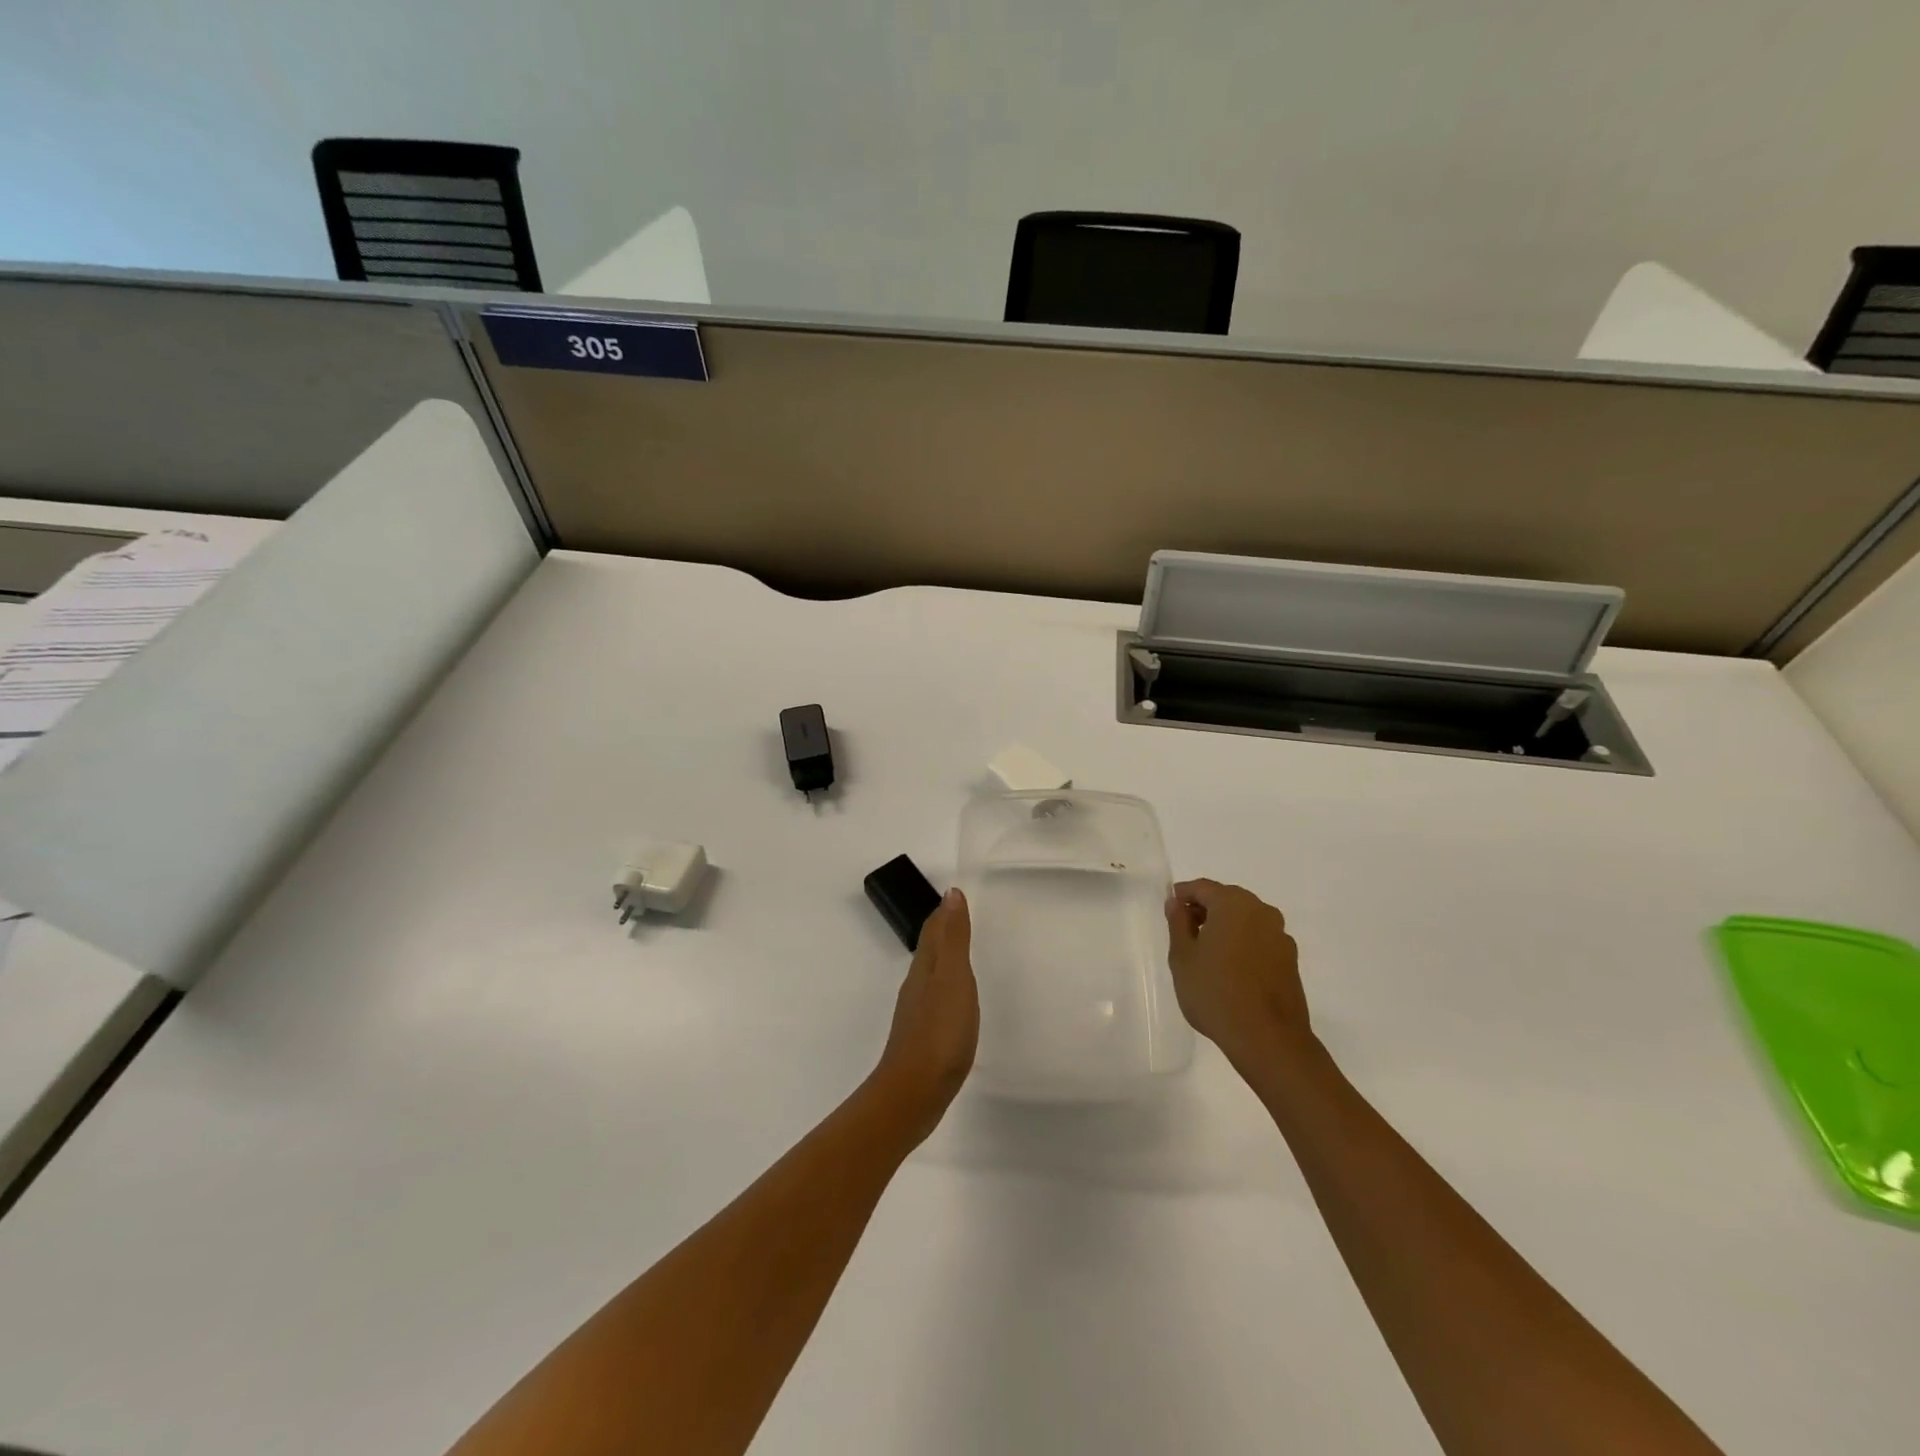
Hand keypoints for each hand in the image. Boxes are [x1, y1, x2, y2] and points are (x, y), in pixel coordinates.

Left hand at [869, 889, 978, 1141]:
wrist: (914, 1092)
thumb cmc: (939, 1032)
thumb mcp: (954, 979)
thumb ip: (954, 938)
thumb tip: (950, 894)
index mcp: (925, 968)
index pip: (933, 931)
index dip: (943, 912)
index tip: (955, 896)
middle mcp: (917, 985)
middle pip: (930, 950)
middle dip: (944, 931)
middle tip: (961, 917)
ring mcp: (917, 1013)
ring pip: (932, 975)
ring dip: (945, 959)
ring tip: (961, 952)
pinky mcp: (923, 1037)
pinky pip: (936, 1000)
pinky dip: (946, 988)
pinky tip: (954, 1001)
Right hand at [1165, 879, 1311, 1070]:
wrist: (1268, 1039)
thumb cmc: (1215, 992)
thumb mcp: (1183, 956)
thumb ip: (1178, 923)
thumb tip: (1176, 903)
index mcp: (1233, 904)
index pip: (1203, 887)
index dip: (1183, 894)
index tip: (1170, 907)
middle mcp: (1261, 912)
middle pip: (1227, 900)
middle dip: (1205, 909)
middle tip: (1184, 929)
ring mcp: (1280, 936)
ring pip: (1246, 919)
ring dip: (1225, 926)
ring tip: (1206, 951)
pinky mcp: (1290, 960)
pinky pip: (1259, 939)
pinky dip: (1243, 943)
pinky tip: (1230, 968)